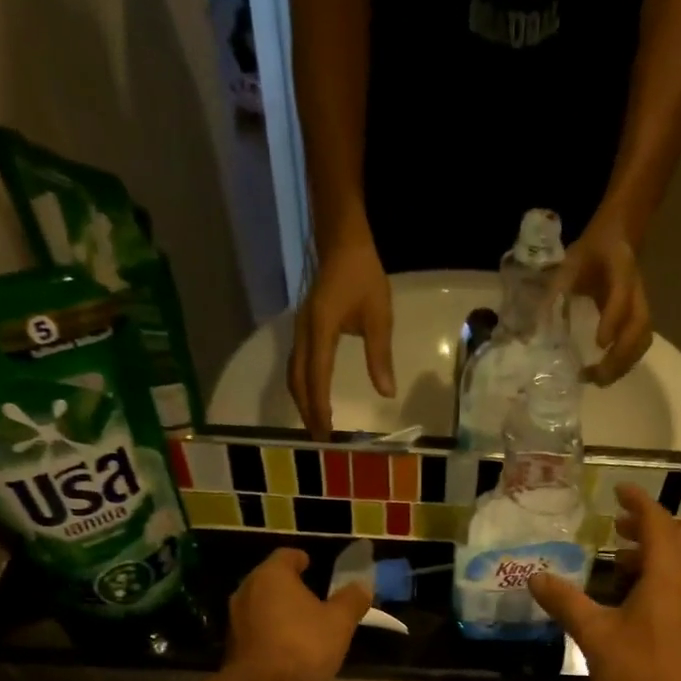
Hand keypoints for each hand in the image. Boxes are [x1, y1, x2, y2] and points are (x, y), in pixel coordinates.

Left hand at [225, 549, 371, 680]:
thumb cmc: (303, 645)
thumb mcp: (340, 622)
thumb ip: (352, 600)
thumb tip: (362, 585)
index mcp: (273, 575)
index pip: (287, 555)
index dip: (302, 559)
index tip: (313, 566)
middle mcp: (248, 589)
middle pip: (271, 579)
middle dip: (291, 585)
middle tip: (313, 596)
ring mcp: (235, 617)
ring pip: (261, 603)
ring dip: (279, 609)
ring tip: (302, 622)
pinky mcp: (232, 643)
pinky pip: (256, 627)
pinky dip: (270, 630)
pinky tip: (287, 646)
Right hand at [287, 235, 394, 437]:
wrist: (342, 242)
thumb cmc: (363, 276)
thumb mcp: (379, 315)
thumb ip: (380, 355)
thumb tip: (386, 393)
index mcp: (321, 330)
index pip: (317, 377)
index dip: (320, 407)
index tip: (327, 433)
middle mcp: (303, 333)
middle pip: (299, 381)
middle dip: (307, 411)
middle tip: (320, 439)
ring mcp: (300, 331)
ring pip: (294, 374)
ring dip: (303, 401)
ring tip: (315, 425)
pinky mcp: (303, 330)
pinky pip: (297, 365)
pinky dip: (303, 387)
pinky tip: (312, 398)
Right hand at [528, 486, 680, 680]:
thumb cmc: (641, 673)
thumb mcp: (595, 635)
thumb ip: (566, 602)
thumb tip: (536, 576)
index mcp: (667, 576)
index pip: (657, 523)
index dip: (638, 502)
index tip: (618, 488)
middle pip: (671, 540)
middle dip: (644, 526)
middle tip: (613, 522)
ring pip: (673, 566)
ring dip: (647, 554)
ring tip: (614, 558)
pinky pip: (671, 588)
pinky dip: (650, 578)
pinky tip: (624, 599)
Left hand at [554, 217, 651, 386]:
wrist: (618, 237)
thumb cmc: (591, 252)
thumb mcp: (570, 262)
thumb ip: (556, 290)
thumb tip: (534, 327)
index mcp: (620, 269)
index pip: (621, 296)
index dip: (613, 320)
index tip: (600, 344)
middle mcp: (636, 290)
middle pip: (639, 327)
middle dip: (620, 356)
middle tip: (595, 376)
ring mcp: (640, 305)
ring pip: (642, 340)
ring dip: (623, 365)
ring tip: (598, 380)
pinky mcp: (638, 317)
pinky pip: (639, 344)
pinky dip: (625, 363)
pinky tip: (605, 373)